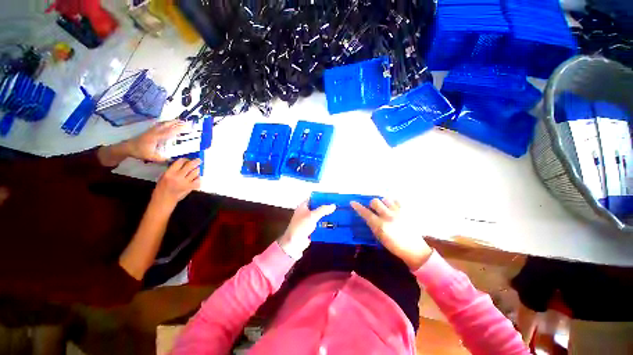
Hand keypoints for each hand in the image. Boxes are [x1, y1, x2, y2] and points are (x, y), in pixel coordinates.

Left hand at [126, 120, 184, 161]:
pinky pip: (160, 124)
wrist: (128, 147)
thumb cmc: (140, 151)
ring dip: (172, 121)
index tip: (186, 127)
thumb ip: (161, 158)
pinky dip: (167, 122)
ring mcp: (152, 130)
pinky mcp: (151, 130)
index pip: (169, 132)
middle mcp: (155, 132)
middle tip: (186, 122)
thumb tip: (172, 159)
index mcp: (156, 137)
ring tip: (180, 120)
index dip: (178, 129)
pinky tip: (169, 122)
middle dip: (176, 123)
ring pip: (163, 123)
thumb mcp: (150, 157)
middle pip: (167, 125)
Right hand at [152, 158, 200, 208]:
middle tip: (198, 160)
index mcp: (169, 173)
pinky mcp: (190, 187)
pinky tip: (197, 177)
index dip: (185, 159)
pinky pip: (198, 180)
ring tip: (198, 168)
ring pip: (195, 172)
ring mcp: (185, 182)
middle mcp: (178, 177)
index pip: (180, 162)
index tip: (188, 159)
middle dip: (195, 162)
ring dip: (197, 169)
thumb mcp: (163, 176)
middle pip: (190, 166)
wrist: (164, 200)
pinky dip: (198, 178)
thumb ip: (172, 170)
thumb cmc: (162, 188)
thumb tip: (181, 164)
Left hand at [278, 201, 335, 258]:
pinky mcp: (311, 228)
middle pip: (317, 207)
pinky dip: (325, 223)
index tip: (331, 197)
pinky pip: (320, 224)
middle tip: (337, 206)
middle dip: (326, 207)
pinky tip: (334, 223)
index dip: (322, 197)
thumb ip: (323, 210)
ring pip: (319, 216)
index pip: (314, 198)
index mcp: (303, 206)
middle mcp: (305, 212)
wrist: (294, 243)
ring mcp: (308, 221)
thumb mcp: (312, 216)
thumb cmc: (301, 226)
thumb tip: (333, 205)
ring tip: (338, 213)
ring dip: (326, 215)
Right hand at [351, 198, 431, 269]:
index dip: (358, 207)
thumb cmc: (394, 246)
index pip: (366, 213)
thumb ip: (373, 225)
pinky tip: (393, 208)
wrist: (414, 249)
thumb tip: (367, 217)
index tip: (352, 202)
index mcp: (381, 225)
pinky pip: (396, 200)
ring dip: (383, 203)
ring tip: (385, 208)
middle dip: (372, 204)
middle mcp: (388, 216)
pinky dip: (393, 203)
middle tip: (375, 209)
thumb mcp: (380, 237)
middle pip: (375, 201)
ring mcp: (398, 212)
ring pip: (386, 199)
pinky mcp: (406, 211)